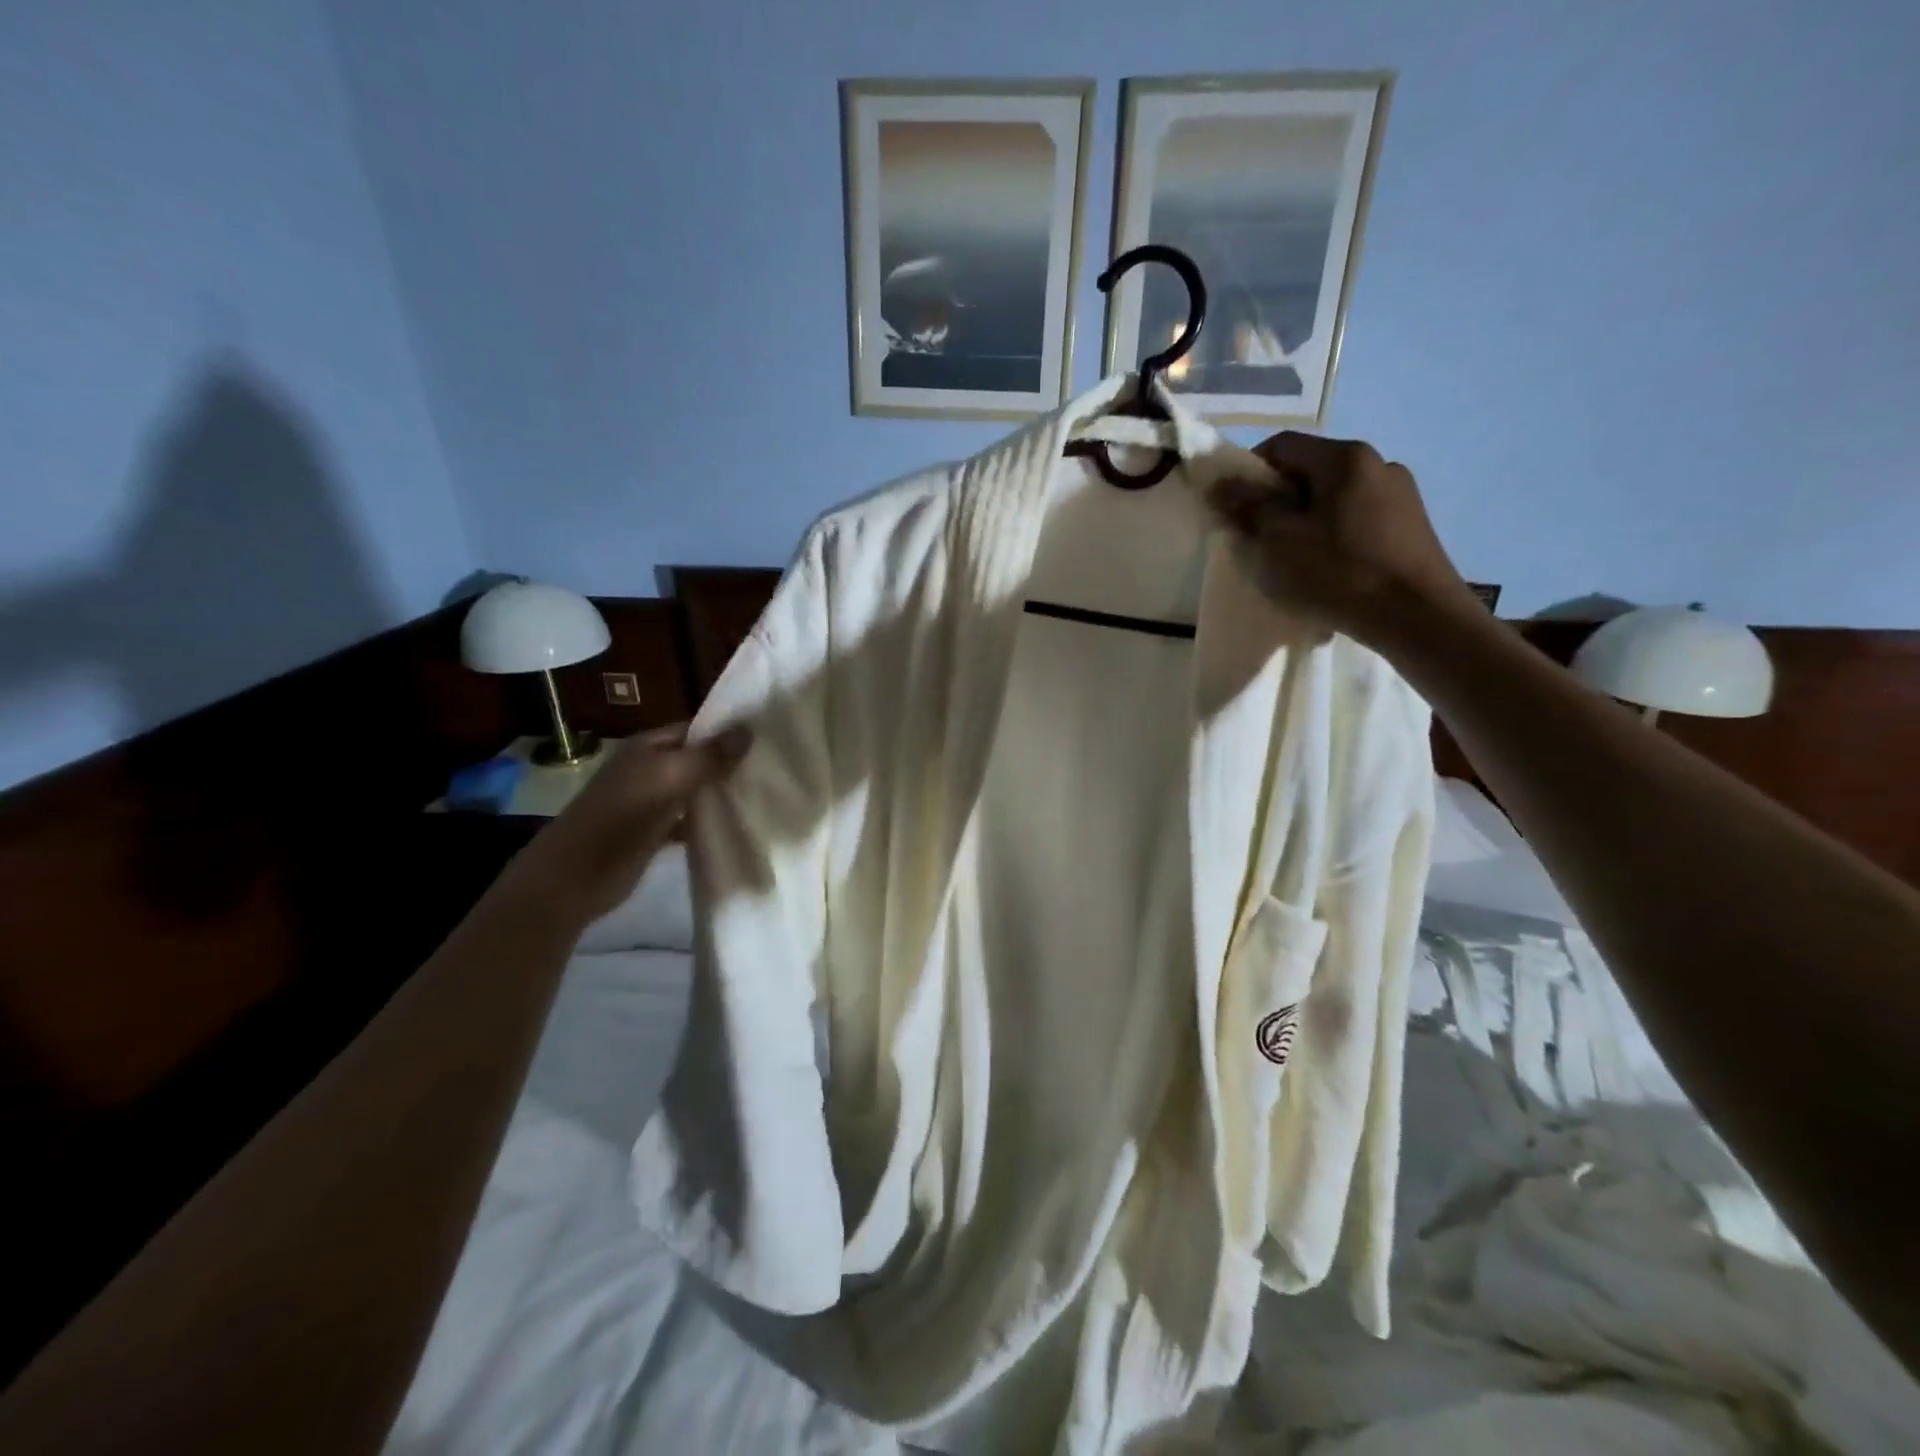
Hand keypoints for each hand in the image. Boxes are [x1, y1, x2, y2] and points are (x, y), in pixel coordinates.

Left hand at [500, 723, 750, 928]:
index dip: (728, 731)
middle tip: (776, 766)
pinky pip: (690, 819)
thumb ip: (709, 756)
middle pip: (698, 759)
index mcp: (649, 746)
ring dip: (723, 793)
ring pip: (696, 790)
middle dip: (731, 763)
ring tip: (767, 793)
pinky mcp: (655, 832)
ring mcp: (651, 801)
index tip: (769, 737)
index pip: (697, 728)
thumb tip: (749, 730)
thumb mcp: (669, 779)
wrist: (575, 877)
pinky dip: (710, 821)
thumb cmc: (621, 817)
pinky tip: (739, 824)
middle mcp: (650, 768)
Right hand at [1208, 432, 1480, 648]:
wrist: (1418, 618)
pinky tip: (1329, 569)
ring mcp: (1401, 494)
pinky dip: (1333, 536)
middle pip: (1310, 471)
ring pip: (1334, 497)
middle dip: (1277, 501)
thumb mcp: (1278, 541)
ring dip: (1305, 520)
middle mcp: (1378, 463)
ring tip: (1294, 560)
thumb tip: (1221, 481)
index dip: (1248, 472)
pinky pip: (1357, 519)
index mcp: (1345, 457)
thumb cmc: (1339, 573)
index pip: (1282, 445)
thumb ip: (1247, 506)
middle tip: (1258, 540)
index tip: (1234, 509)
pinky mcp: (1412, 526)